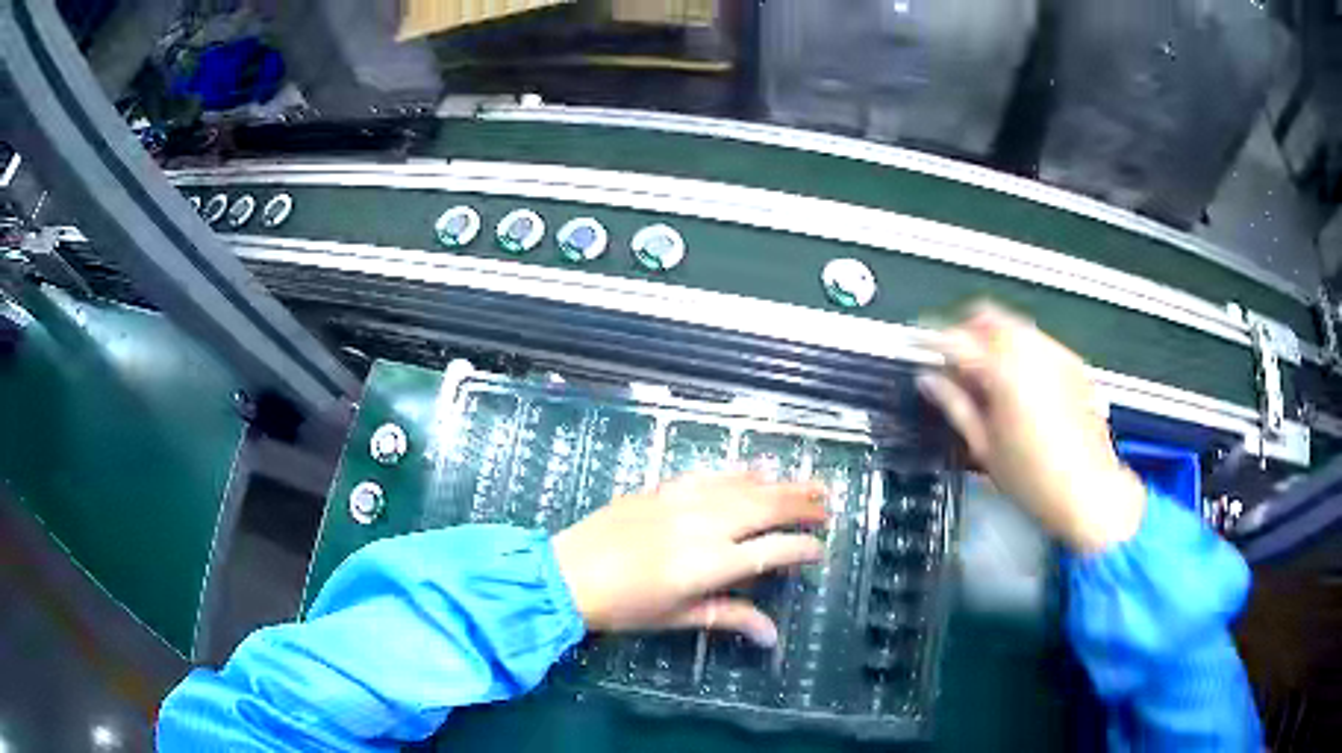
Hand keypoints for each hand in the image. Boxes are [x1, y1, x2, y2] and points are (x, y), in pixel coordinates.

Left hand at [551, 472, 826, 646]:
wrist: (567, 574)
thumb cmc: (623, 606)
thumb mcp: (677, 617)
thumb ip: (729, 618)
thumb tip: (772, 636)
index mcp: (711, 563)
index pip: (772, 551)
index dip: (801, 549)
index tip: (819, 549)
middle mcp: (705, 525)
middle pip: (766, 510)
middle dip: (801, 506)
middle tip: (828, 504)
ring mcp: (683, 501)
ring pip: (744, 487)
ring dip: (780, 484)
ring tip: (810, 482)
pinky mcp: (663, 488)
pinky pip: (710, 475)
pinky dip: (738, 471)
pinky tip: (758, 469)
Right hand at [917, 302, 1145, 551]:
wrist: (1088, 489)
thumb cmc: (1035, 479)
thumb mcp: (984, 447)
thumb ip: (955, 405)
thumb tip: (931, 382)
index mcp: (1003, 372)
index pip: (955, 340)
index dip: (930, 341)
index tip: (920, 347)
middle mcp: (1031, 352)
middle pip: (986, 316)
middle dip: (964, 330)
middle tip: (954, 360)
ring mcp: (1056, 354)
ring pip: (1013, 324)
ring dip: (993, 338)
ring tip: (986, 374)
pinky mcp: (1073, 363)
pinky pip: (1038, 341)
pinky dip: (1020, 350)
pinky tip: (1018, 382)